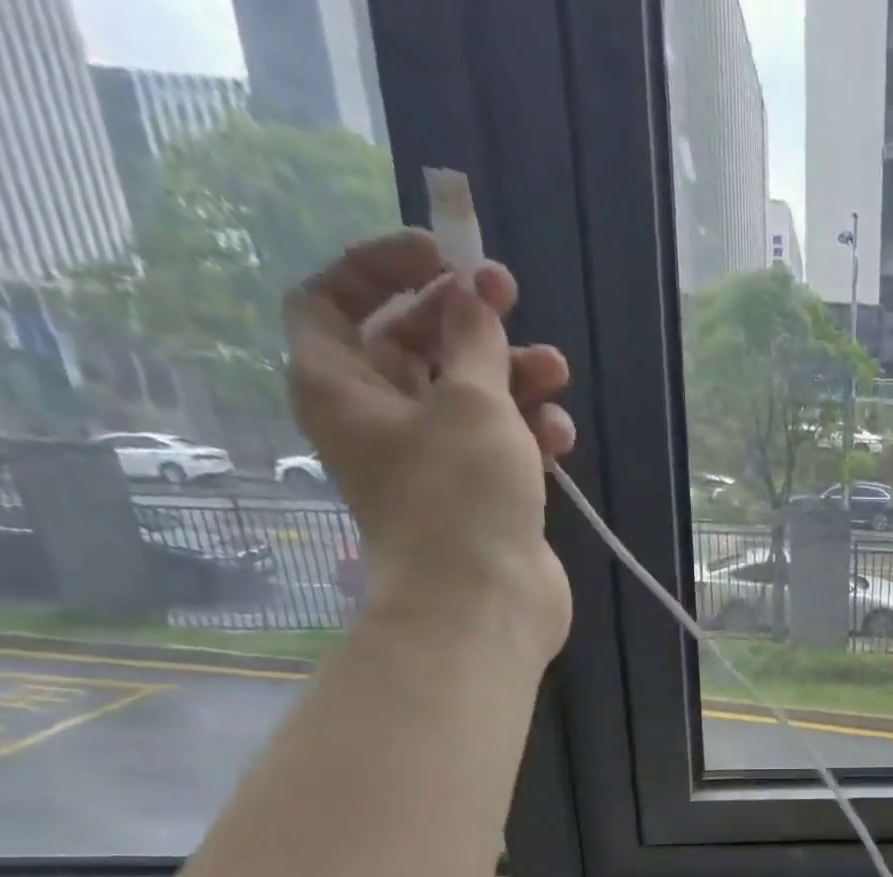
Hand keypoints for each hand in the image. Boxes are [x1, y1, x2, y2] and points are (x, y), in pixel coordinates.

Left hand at [284, 230, 576, 659]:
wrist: (483, 602)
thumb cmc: (460, 494)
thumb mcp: (469, 401)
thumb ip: (473, 340)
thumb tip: (472, 301)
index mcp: (341, 388)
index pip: (332, 300)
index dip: (381, 269)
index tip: (443, 258)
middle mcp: (379, 420)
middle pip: (412, 346)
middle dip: (465, 322)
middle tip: (511, 300)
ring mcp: (433, 464)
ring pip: (467, 397)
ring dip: (511, 376)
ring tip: (556, 371)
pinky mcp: (480, 497)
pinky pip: (500, 445)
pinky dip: (528, 431)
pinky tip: (560, 434)